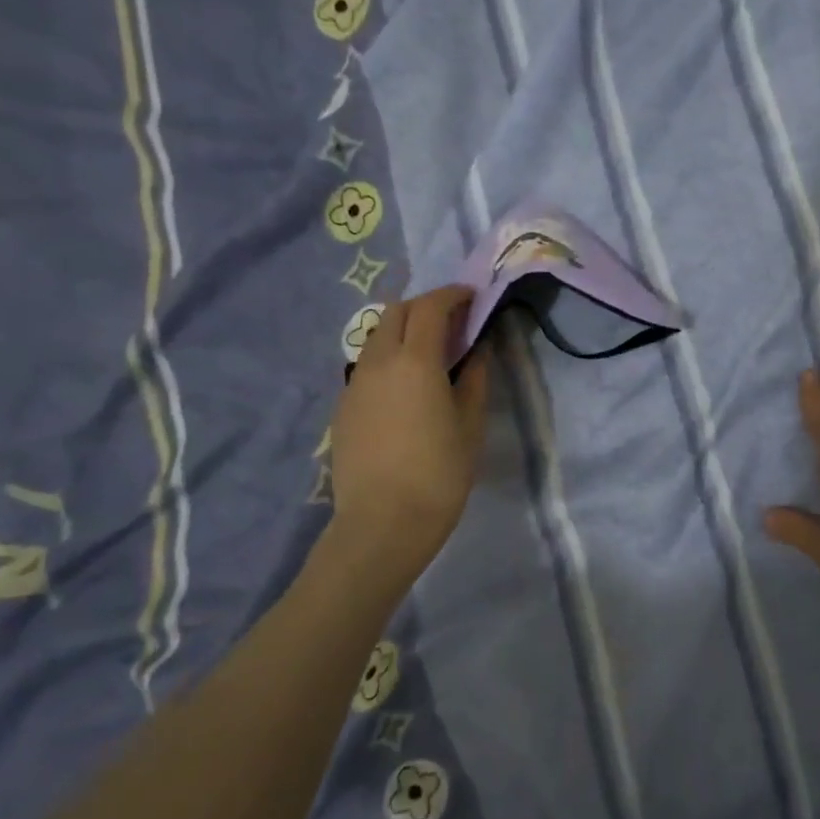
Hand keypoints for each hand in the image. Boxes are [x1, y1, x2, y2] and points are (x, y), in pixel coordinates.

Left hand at [326, 286, 490, 579]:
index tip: (472, 298)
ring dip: (404, 331)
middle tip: (453, 324)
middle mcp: (378, 361)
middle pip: (397, 312)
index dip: (453, 295)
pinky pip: (366, 366)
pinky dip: (388, 358)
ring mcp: (354, 383)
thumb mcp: (470, 425)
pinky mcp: (343, 406)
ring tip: (429, 355)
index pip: (431, 307)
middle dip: (426, 306)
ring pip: (377, 336)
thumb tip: (477, 350)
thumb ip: (475, 379)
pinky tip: (405, 389)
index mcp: (416, 361)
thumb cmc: (439, 474)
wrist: (382, 524)